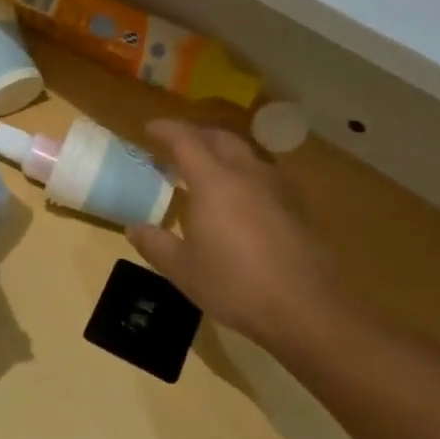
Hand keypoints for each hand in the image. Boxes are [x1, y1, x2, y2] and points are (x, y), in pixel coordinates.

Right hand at [128, 121, 347, 347]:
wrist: (306, 309)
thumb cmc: (235, 284)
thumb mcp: (182, 269)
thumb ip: (155, 243)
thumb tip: (133, 228)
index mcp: (213, 181)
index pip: (185, 140)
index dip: (165, 130)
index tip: (149, 129)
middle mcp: (246, 174)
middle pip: (219, 138)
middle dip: (195, 135)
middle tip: (176, 146)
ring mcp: (277, 188)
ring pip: (246, 153)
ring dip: (222, 152)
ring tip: (207, 170)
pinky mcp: (297, 207)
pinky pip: (264, 175)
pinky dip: (244, 174)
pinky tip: (241, 199)